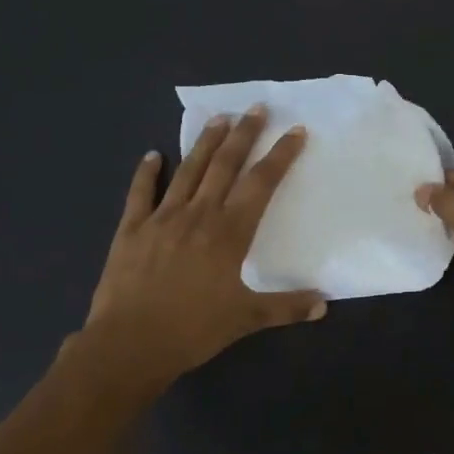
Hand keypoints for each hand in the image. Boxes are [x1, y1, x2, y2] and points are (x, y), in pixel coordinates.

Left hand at [78, 107, 325, 385]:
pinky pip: (141, 193)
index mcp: (229, 233)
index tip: (294, 131)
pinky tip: (152, 155)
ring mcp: (162, 218)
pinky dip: (146, 172)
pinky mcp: (132, 230)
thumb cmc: (193, 330)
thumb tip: (324, 304)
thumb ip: (286, 307)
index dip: (280, 156)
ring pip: (188, 171)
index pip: (261, 184)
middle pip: (225, 165)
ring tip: (218, 119)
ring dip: (205, 143)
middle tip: (256, 108)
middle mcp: (198, 215)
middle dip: (244, 134)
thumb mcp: (246, 319)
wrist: (129, 345)